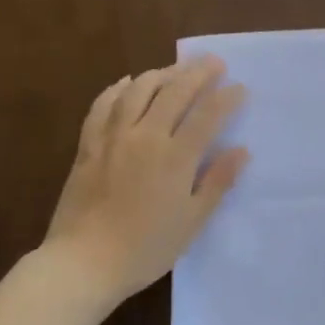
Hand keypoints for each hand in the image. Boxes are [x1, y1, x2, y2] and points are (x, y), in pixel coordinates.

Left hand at [44, 56, 248, 305]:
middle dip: (197, 73)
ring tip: (175, 70)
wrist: (83, 262)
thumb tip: (241, 150)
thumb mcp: (191, 222)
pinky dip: (117, 89)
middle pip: (174, 92)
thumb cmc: (145, 249)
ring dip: (160, 74)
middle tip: (213, 62)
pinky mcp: (88, 145)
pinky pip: (103, 105)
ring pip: (138, 90)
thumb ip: (217, 182)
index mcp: (175, 158)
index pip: (207, 116)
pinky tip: (127, 83)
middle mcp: (145, 137)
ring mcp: (113, 137)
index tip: (240, 88)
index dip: (226, 98)